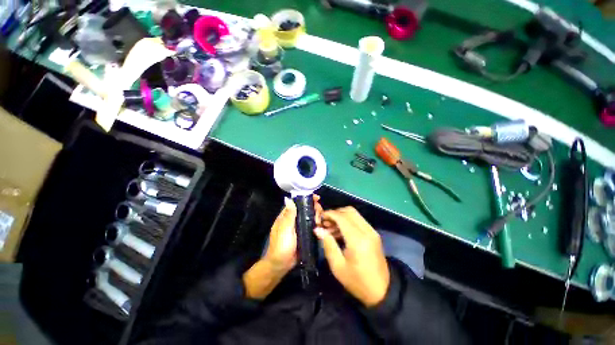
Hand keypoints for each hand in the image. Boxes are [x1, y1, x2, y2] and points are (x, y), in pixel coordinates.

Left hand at [244, 195, 321, 299]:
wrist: (281, 265)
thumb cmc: (281, 246)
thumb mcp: (285, 229)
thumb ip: (289, 215)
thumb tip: (288, 199)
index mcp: (286, 216)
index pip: (297, 203)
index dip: (306, 198)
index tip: (316, 198)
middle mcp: (294, 219)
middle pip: (306, 209)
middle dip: (314, 208)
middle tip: (319, 212)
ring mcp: (300, 227)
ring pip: (310, 216)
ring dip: (317, 216)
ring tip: (320, 220)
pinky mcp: (305, 234)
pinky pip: (312, 226)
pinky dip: (317, 224)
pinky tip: (321, 225)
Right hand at [315, 207, 389, 306]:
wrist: (382, 291)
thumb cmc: (357, 281)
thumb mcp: (338, 266)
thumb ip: (328, 244)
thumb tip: (318, 229)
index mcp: (358, 240)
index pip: (342, 217)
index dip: (329, 214)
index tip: (319, 218)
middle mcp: (367, 231)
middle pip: (349, 211)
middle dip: (335, 213)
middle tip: (325, 223)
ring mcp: (372, 231)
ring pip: (354, 214)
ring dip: (341, 217)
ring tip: (330, 228)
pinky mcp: (374, 234)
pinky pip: (358, 220)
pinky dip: (348, 221)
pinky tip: (339, 232)